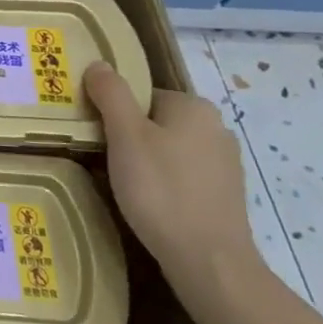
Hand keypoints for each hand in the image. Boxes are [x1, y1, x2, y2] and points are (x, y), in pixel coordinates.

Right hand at [83, 63, 260, 304]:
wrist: (208, 260)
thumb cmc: (160, 189)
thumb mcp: (125, 136)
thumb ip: (111, 95)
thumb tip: (100, 64)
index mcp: (194, 106)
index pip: (141, 95)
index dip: (114, 112)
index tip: (96, 136)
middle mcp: (216, 127)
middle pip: (155, 120)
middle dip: (129, 137)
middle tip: (104, 160)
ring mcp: (225, 163)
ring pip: (170, 148)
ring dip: (146, 161)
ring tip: (125, 185)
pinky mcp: (225, 193)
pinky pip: (183, 175)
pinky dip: (164, 183)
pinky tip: (150, 203)